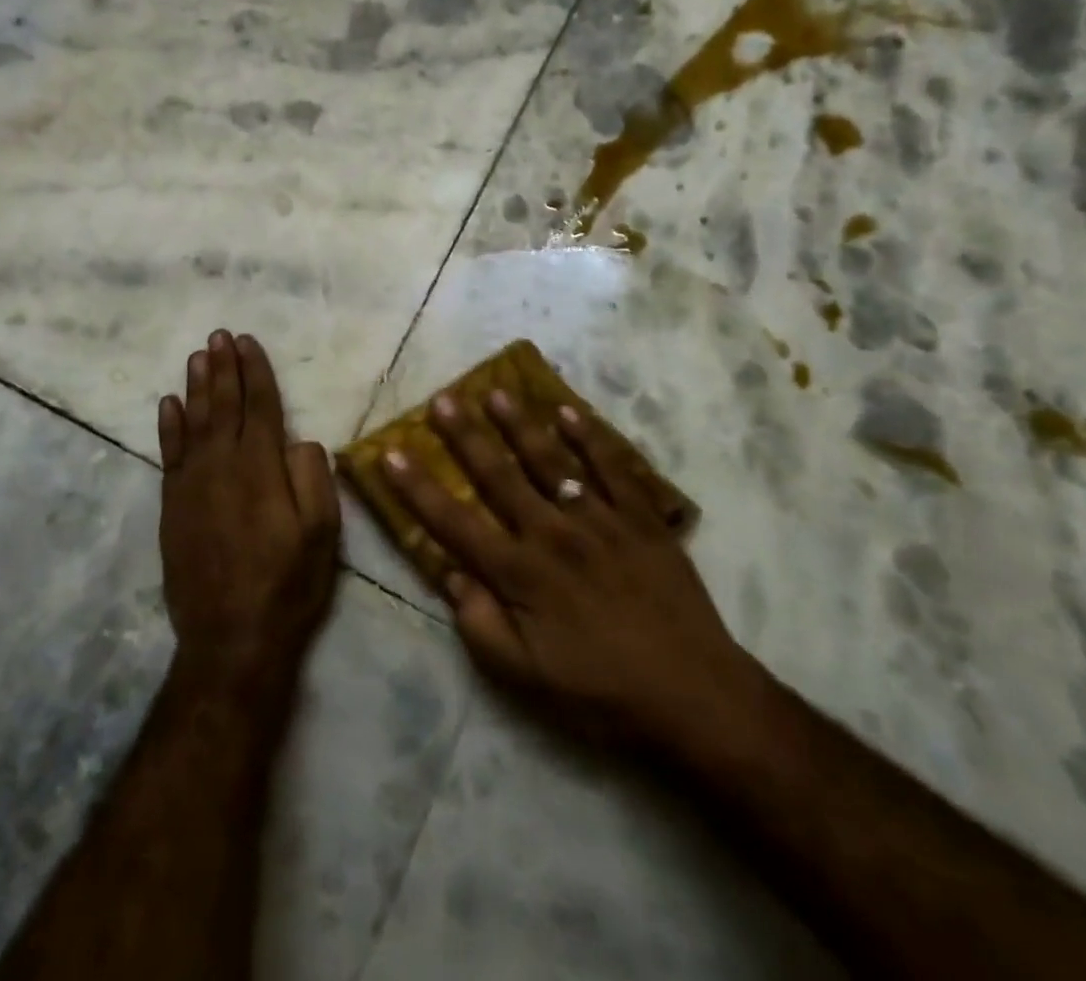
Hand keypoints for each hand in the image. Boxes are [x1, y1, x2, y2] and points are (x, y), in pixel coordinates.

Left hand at [158, 331, 339, 690]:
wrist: (231, 639)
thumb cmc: (288, 584)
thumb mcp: (322, 533)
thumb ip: (313, 477)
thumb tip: (299, 440)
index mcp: (261, 468)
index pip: (259, 406)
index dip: (255, 371)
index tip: (247, 341)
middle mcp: (222, 466)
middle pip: (223, 405)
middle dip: (223, 368)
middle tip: (219, 335)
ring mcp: (192, 486)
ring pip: (193, 423)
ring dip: (196, 386)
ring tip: (197, 356)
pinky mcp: (173, 507)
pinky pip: (169, 454)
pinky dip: (168, 426)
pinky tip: (168, 404)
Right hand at [382, 391, 749, 747]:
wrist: (693, 694)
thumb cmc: (601, 693)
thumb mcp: (526, 679)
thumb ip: (481, 625)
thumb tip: (452, 575)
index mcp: (520, 573)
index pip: (454, 521)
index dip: (418, 487)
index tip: (391, 452)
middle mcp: (553, 533)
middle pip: (500, 475)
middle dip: (466, 436)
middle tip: (443, 399)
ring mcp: (600, 519)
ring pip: (551, 460)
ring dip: (520, 425)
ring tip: (497, 392)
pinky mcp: (641, 517)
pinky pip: (612, 467)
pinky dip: (589, 436)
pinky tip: (569, 412)